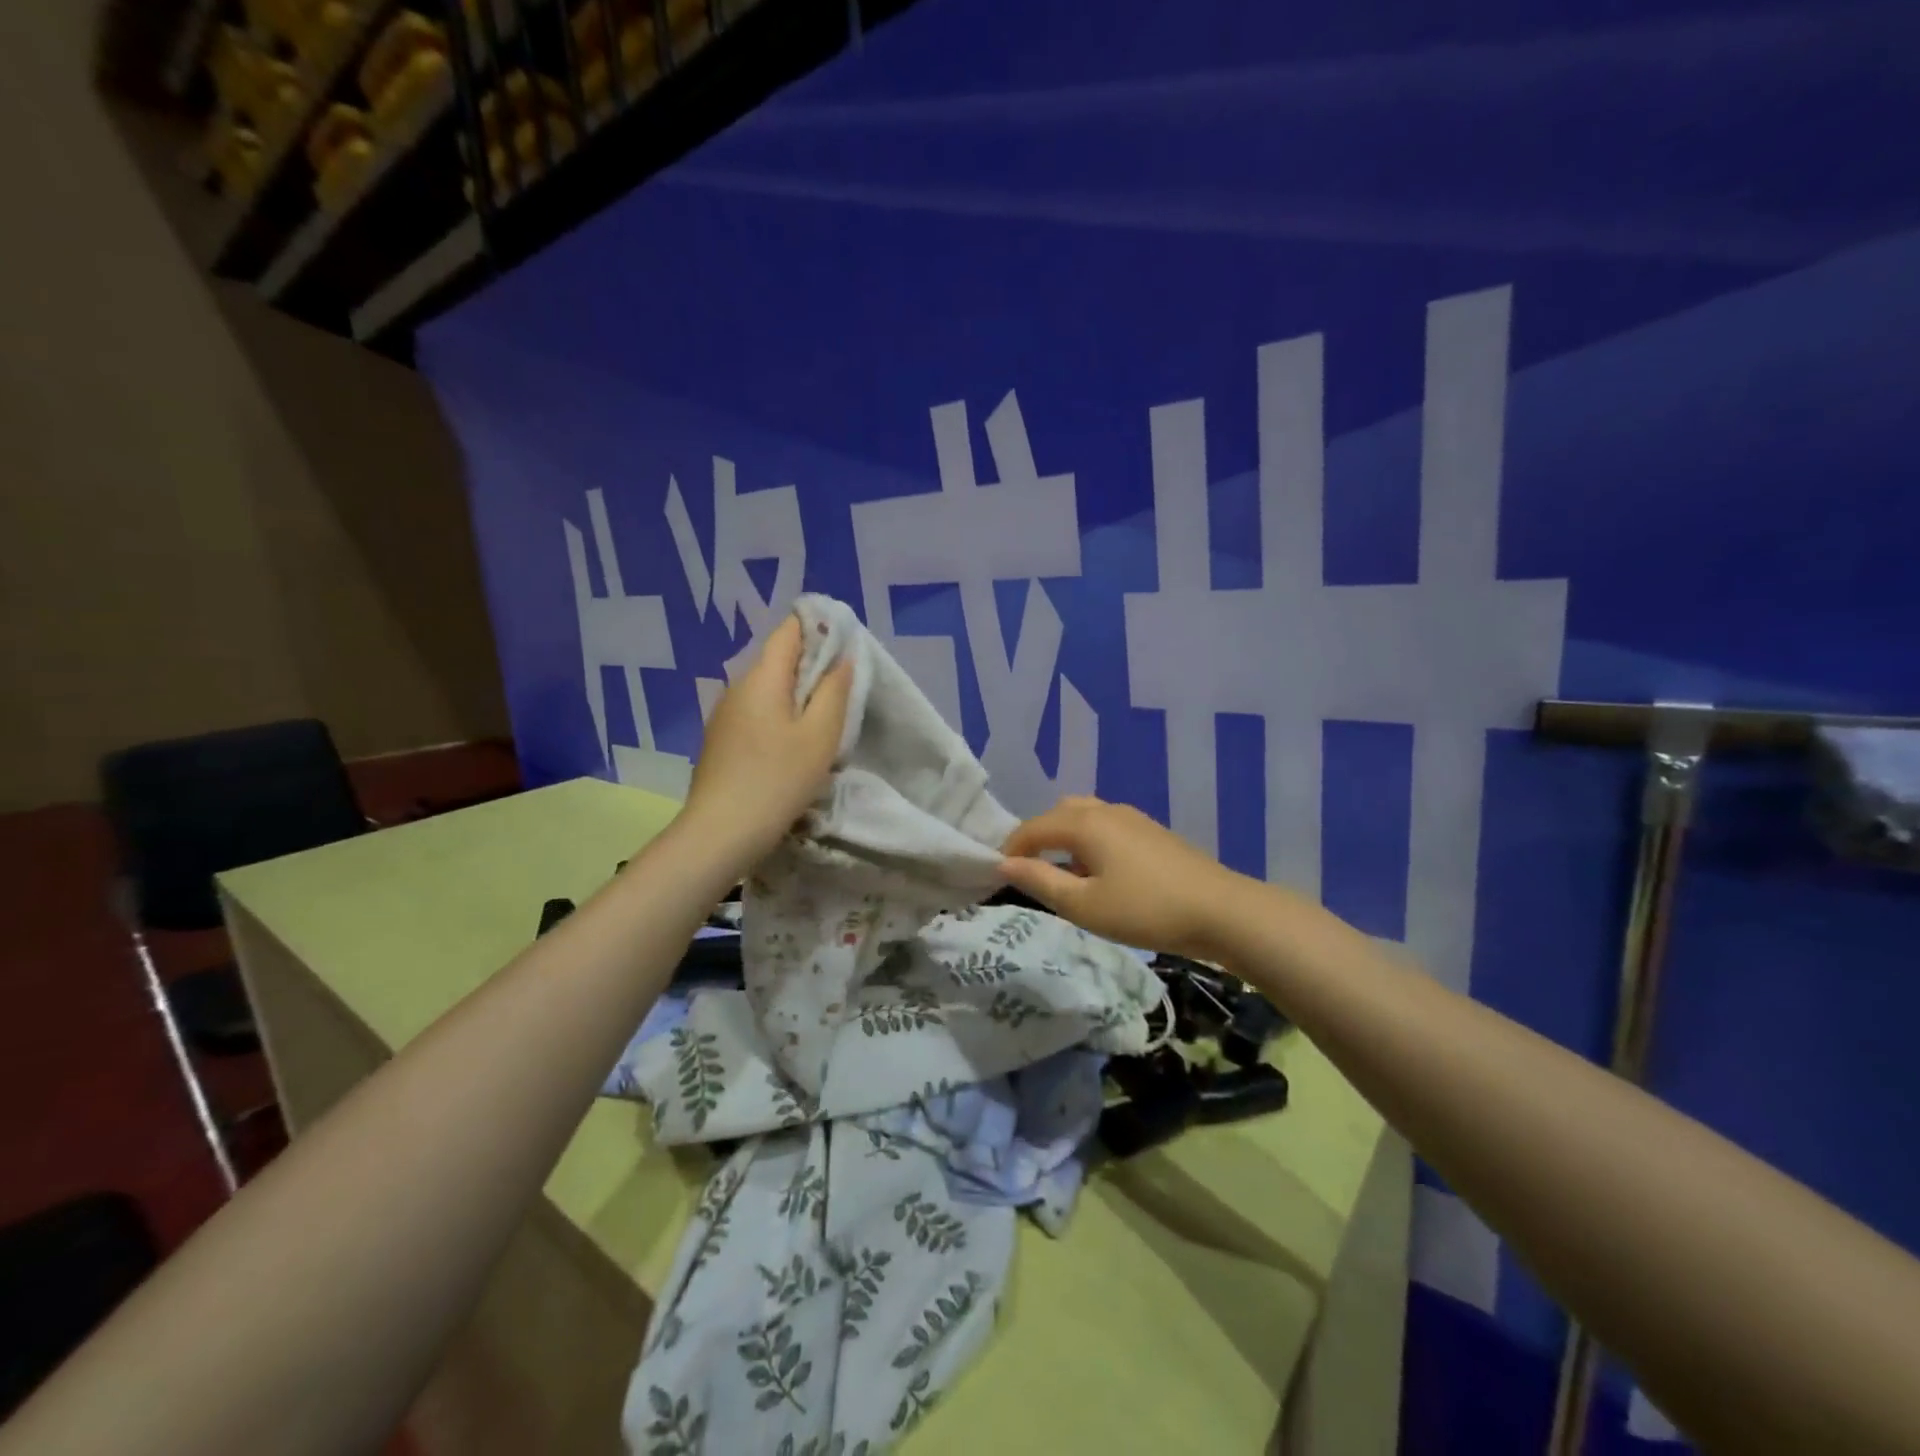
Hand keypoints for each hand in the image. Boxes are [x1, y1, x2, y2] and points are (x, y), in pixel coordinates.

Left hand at [680, 616, 852, 869]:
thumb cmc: (778, 779)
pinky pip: (755, 711)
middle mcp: (737, 686)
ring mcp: (724, 714)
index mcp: (762, 677)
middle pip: (777, 658)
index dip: (817, 626)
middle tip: (843, 684)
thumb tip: (842, 657)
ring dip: (795, 692)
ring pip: (766, 687)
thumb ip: (834, 691)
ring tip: (822, 714)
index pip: (788, 630)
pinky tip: (792, 741)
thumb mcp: (819, 736)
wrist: (721, 832)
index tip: (844, 640)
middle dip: (810, 663)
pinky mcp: (720, 739)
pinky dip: (778, 713)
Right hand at [999, 796, 1257, 958]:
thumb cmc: (1145, 910)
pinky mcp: (1153, 832)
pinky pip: (1107, 826)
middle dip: (1038, 837)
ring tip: (1065, 874)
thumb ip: (1040, 881)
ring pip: (1086, 816)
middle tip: (1031, 871)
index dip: (1011, 849)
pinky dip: (1090, 841)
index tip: (999, 875)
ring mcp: (1133, 818)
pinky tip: (1102, 874)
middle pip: (1059, 813)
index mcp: (1084, 823)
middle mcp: (1106, 810)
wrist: (1221, 910)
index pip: (1033, 827)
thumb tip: (1004, 864)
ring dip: (1066, 838)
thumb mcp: (1084, 905)